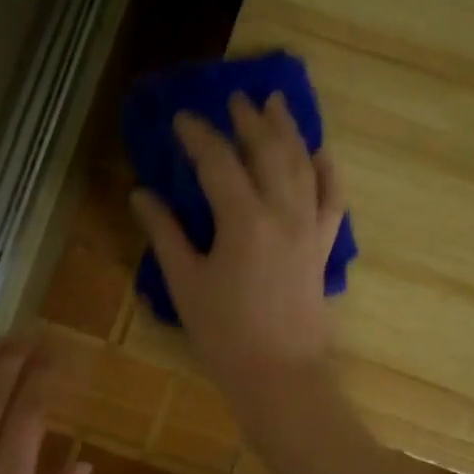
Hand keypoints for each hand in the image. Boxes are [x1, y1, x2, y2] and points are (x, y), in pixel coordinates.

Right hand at [131, 92, 344, 410]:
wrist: (281, 375)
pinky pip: (333, 198)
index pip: (217, 161)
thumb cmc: (225, 334)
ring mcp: (309, 227)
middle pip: (268, 150)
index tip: (181, 117)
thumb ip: (165, 234)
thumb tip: (141, 194)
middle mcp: (282, 211)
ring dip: (288, 130)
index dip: (197, 135)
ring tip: (276, 104)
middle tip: (234, 98)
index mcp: (243, 219)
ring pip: (303, 164)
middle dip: (248, 120)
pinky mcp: (324, 246)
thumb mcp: (186, 283)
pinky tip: (321, 152)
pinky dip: (327, 170)